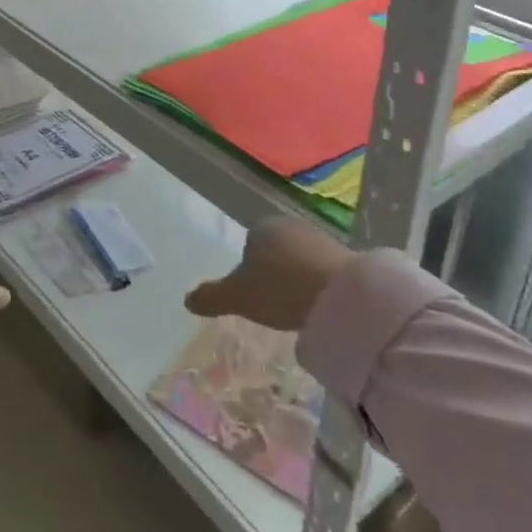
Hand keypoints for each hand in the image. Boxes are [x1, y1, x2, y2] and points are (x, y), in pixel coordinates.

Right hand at [185, 216, 352, 332]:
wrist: (340, 295)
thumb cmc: (280, 288)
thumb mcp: (238, 298)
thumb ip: (212, 297)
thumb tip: (187, 300)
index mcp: (260, 227)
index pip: (248, 245)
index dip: (247, 270)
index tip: (253, 295)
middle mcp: (289, 224)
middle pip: (274, 250)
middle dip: (272, 272)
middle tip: (272, 303)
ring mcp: (319, 237)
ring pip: (298, 259)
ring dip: (296, 278)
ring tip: (296, 307)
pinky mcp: (344, 254)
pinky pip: (321, 269)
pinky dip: (317, 284)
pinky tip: (317, 304)